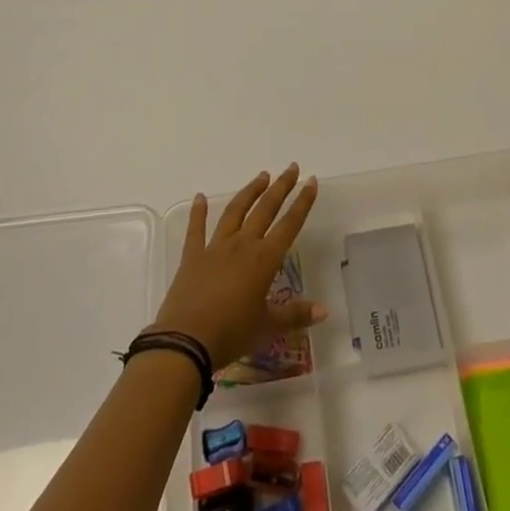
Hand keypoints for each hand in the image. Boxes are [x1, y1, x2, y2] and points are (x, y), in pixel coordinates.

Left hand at [150, 165, 324, 367]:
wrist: (185, 342)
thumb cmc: (231, 334)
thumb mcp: (267, 327)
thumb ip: (295, 315)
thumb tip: (324, 311)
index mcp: (264, 259)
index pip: (289, 224)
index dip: (302, 202)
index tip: (311, 181)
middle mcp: (242, 245)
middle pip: (265, 209)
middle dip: (281, 187)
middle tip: (291, 168)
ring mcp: (216, 247)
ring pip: (236, 211)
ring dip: (250, 192)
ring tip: (261, 176)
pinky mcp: (192, 256)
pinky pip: (196, 229)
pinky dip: (198, 212)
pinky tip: (199, 197)